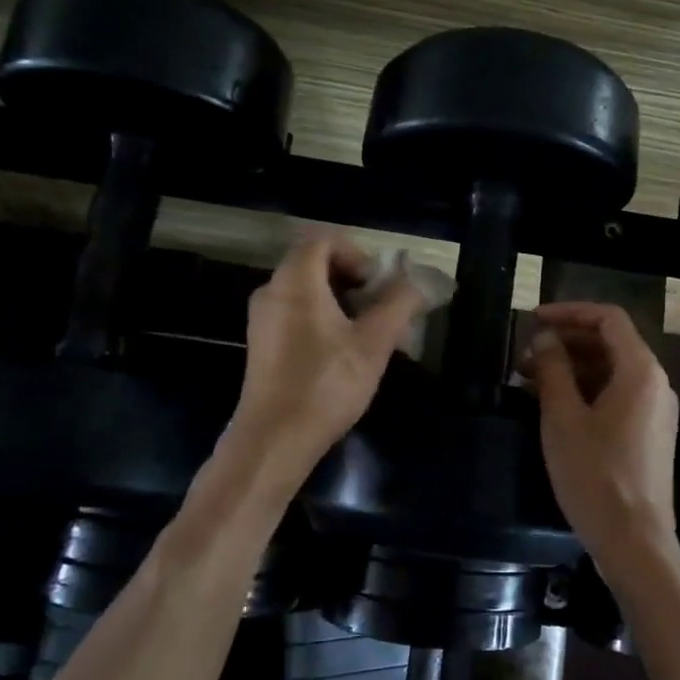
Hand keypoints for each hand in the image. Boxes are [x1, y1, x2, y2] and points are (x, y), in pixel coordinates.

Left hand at [231, 232, 426, 472]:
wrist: (274, 440)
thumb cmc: (326, 383)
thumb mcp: (374, 343)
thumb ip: (398, 304)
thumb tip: (417, 281)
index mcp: (295, 281)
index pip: (323, 239)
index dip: (356, 253)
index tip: (377, 284)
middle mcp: (272, 291)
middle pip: (314, 263)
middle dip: (352, 278)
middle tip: (379, 308)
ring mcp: (262, 320)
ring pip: (305, 291)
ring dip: (339, 301)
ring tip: (366, 333)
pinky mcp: (262, 345)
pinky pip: (294, 313)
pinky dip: (321, 318)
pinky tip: (342, 353)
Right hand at [523, 302, 678, 587]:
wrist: (635, 542)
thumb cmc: (596, 476)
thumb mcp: (564, 418)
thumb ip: (554, 370)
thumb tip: (545, 339)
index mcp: (641, 371)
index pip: (608, 319)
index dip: (569, 312)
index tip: (534, 320)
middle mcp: (655, 383)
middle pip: (611, 343)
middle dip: (567, 342)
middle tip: (525, 355)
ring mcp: (655, 411)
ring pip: (612, 371)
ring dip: (573, 368)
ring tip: (530, 379)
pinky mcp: (649, 435)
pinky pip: (617, 396)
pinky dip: (587, 390)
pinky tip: (554, 404)